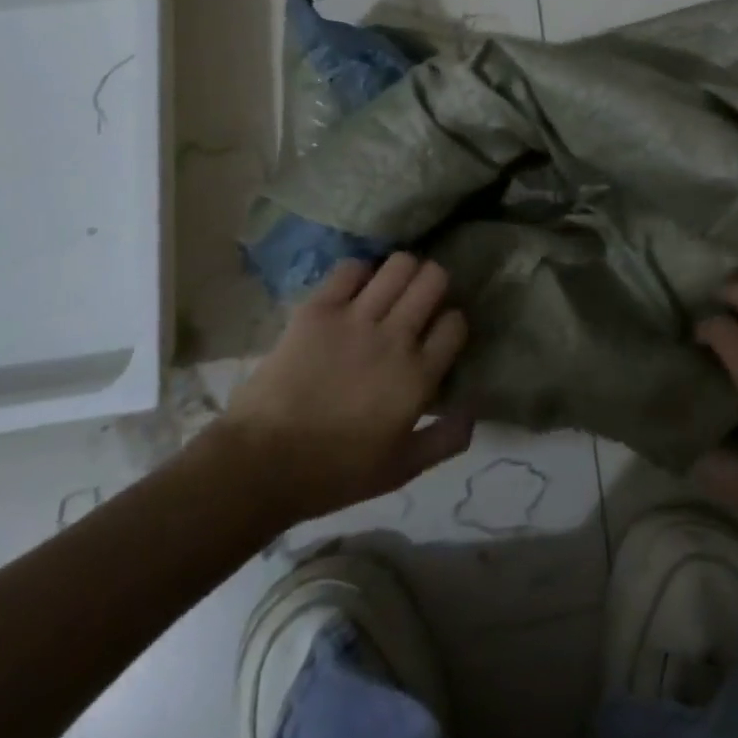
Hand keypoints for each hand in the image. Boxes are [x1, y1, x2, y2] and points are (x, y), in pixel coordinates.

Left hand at [218, 253, 473, 522]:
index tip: (439, 334)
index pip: (455, 323)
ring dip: (402, 272)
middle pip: (434, 279)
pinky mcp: (318, 309)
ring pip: (399, 264)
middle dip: (434, 284)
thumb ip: (447, 439)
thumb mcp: (402, 469)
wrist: (261, 464)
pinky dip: (360, 273)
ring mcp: (356, 318)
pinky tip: (355, 290)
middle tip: (419, 301)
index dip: (451, 323)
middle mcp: (395, 337)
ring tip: (390, 289)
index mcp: (418, 376)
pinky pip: (351, 268)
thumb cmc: (335, 473)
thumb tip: (476, 410)